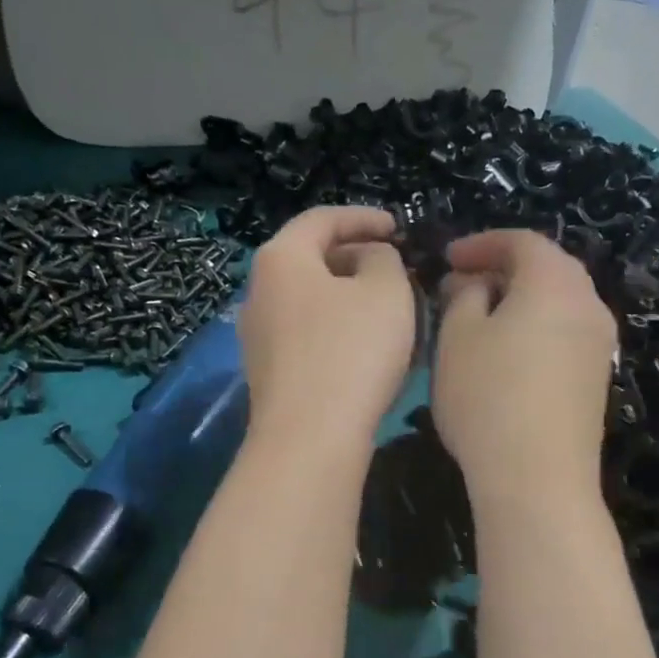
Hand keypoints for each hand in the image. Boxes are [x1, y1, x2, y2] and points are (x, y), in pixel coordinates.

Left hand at [239, 207, 415, 452]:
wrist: (309, 439)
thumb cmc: (351, 352)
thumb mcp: (386, 290)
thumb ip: (383, 259)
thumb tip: (369, 259)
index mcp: (281, 258)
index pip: (322, 219)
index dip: (365, 218)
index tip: (399, 229)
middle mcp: (258, 292)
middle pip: (312, 260)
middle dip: (358, 260)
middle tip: (398, 271)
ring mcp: (259, 337)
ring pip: (312, 302)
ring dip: (351, 300)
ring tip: (390, 312)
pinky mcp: (270, 374)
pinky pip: (308, 337)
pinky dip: (339, 331)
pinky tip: (369, 351)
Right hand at [431, 229, 616, 504]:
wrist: (537, 477)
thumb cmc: (488, 397)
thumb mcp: (457, 338)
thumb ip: (463, 296)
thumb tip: (474, 284)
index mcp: (555, 282)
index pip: (521, 242)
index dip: (481, 243)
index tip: (447, 259)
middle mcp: (588, 304)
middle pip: (547, 268)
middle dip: (502, 269)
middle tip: (462, 285)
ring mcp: (599, 344)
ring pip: (558, 302)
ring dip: (519, 300)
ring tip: (480, 319)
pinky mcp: (596, 378)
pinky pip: (565, 333)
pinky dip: (536, 327)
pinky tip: (507, 354)